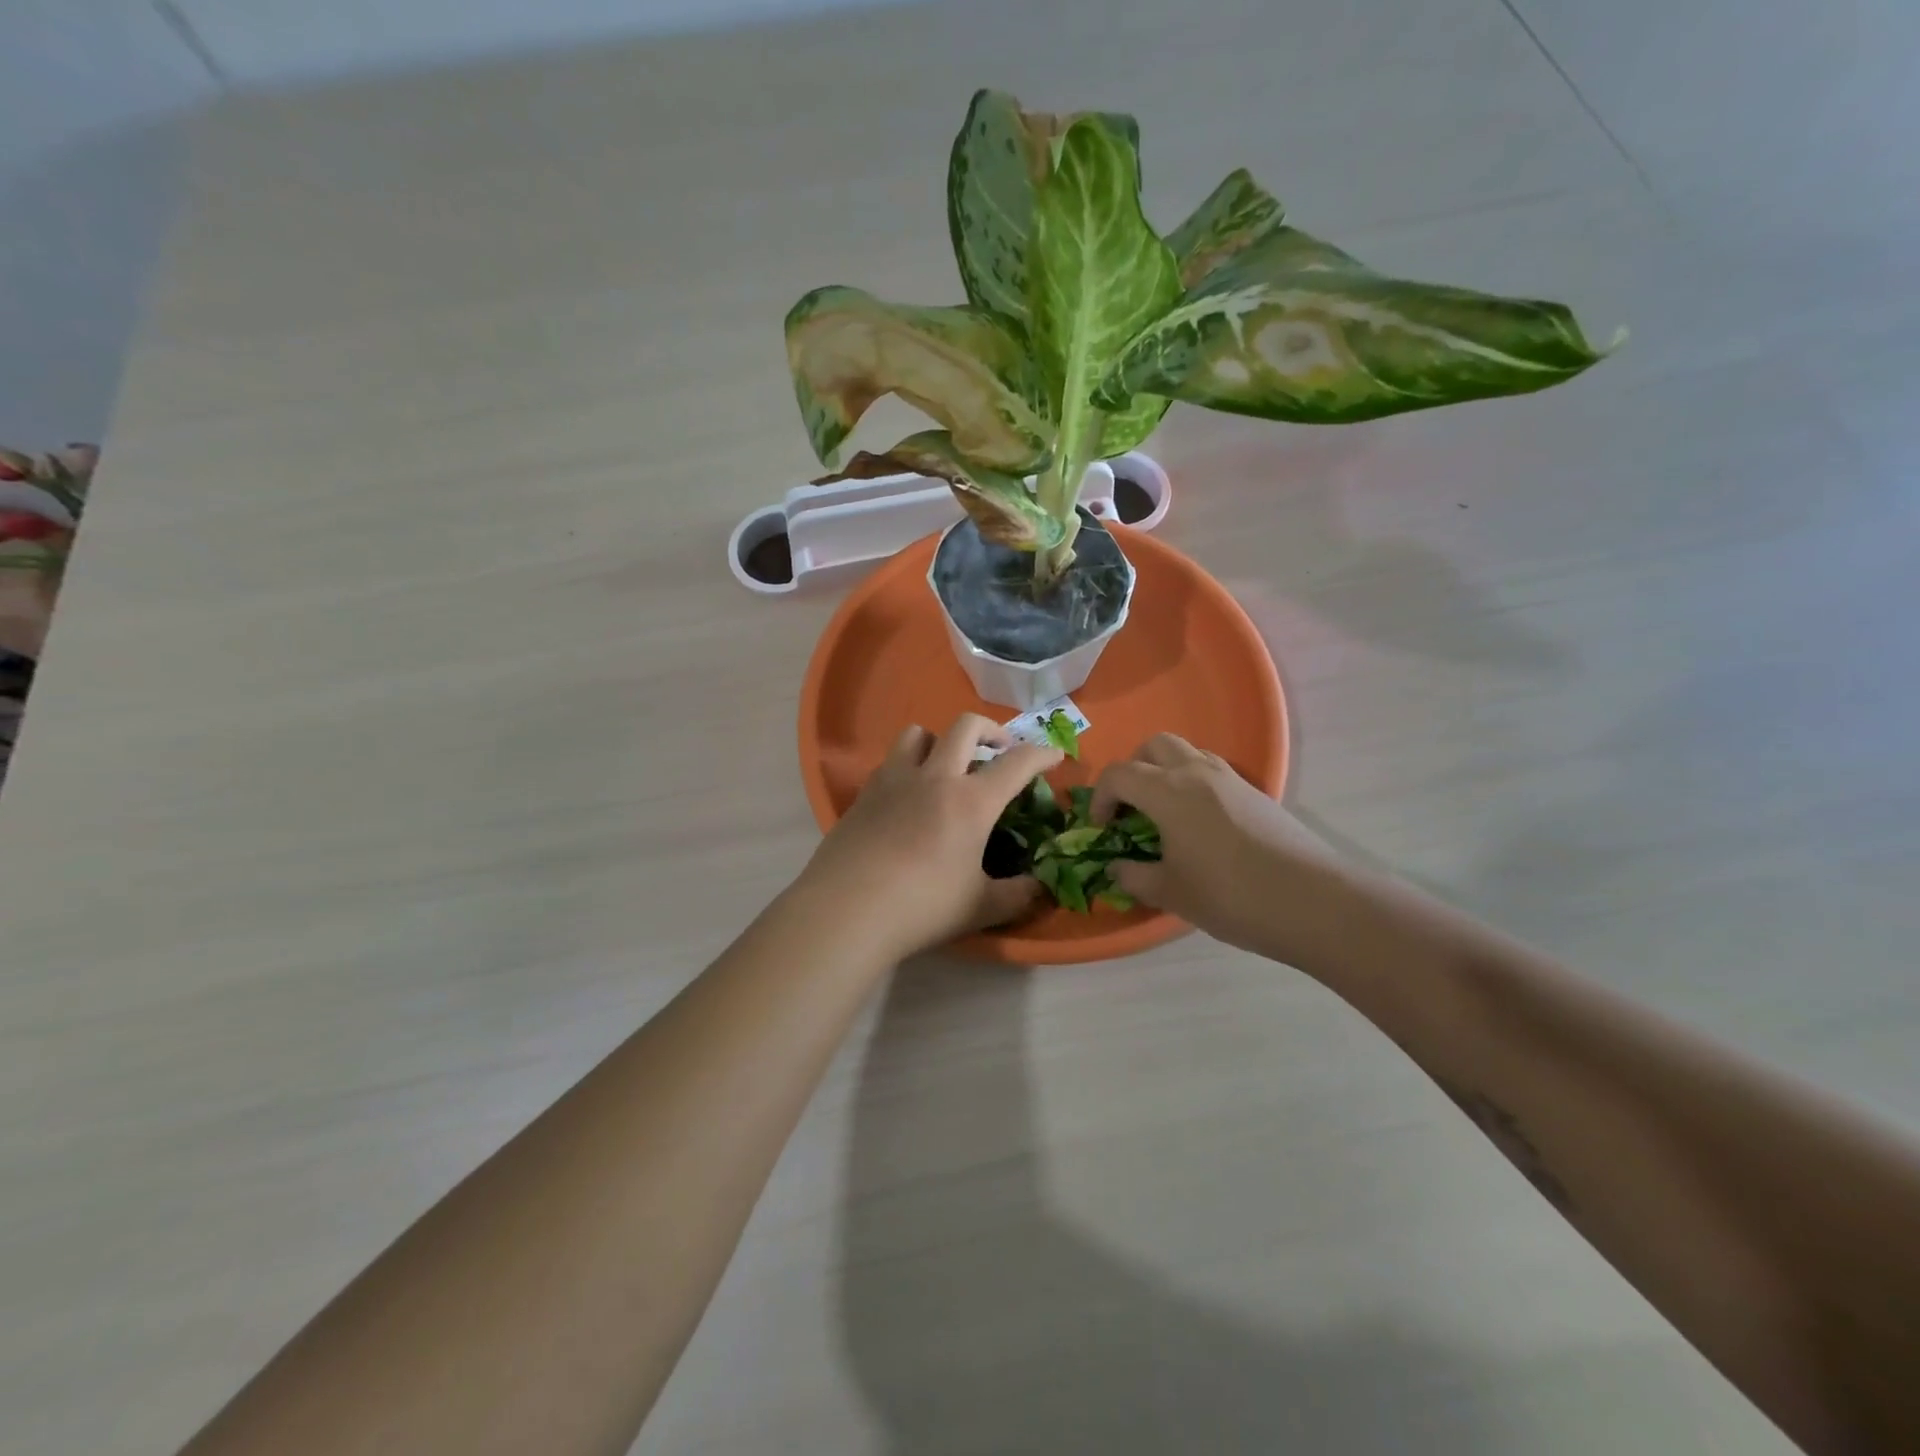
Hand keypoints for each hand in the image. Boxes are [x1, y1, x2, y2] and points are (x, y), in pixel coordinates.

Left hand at [797, 715, 1062, 959]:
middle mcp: (935, 778)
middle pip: (965, 726)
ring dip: (940, 740)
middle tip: (999, 750)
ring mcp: (894, 781)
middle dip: (991, 730)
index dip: (1041, 754)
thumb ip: (1018, 896)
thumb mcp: (980, 907)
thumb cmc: (922, 907)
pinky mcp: (864, 794)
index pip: (1016, 763)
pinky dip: (908, 766)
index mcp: (971, 801)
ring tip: (947, 765)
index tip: (1054, 756)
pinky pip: (891, 762)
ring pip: (918, 733)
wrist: (846, 910)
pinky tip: (908, 797)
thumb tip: (1042, 888)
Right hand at [1092, 733, 1346, 961]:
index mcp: (1167, 791)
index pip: (1119, 774)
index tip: (1100, 828)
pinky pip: (1211, 770)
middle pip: (1153, 745)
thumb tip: (1116, 867)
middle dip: (1133, 769)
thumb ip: (1134, 876)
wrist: (1311, 901)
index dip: (1100, 797)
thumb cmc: (1230, 895)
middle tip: (1130, 806)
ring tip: (1163, 812)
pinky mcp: (1255, 792)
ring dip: (1164, 771)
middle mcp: (1196, 772)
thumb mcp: (1171, 893)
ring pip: (1186, 752)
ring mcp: (1230, 778)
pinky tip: (1199, 823)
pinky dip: (1192, 783)